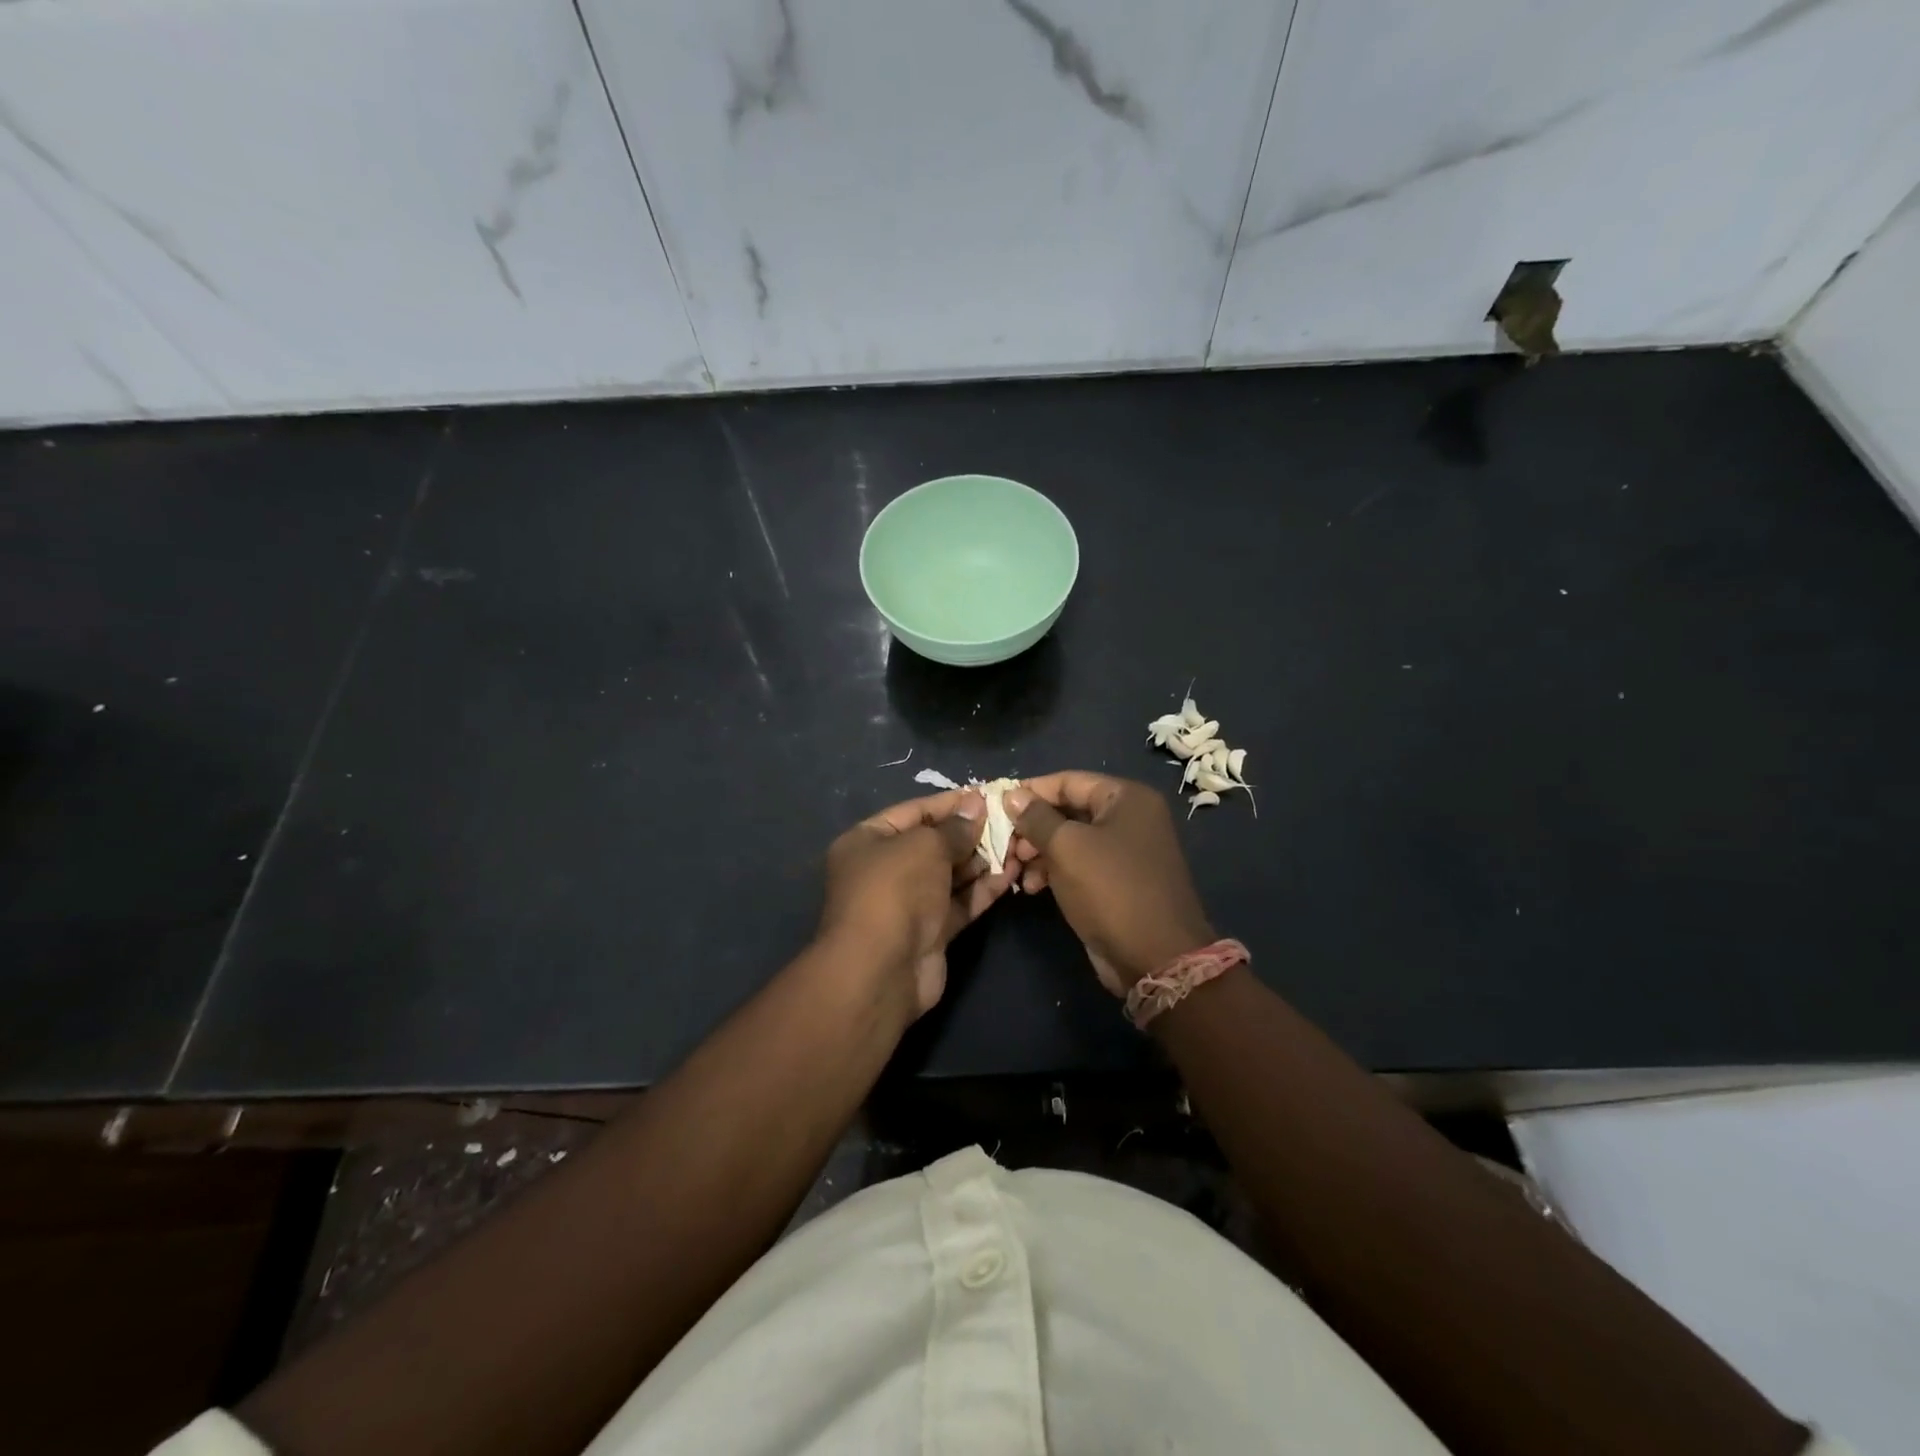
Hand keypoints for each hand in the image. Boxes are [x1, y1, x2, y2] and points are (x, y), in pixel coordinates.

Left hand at [816, 787, 1009, 1019]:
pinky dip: (983, 889)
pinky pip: (959, 902)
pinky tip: (1012, 874)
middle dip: (970, 833)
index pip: (914, 812)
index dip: (950, 803)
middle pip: (934, 844)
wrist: (882, 970)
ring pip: (950, 874)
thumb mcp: (925, 846)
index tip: (987, 796)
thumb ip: (954, 828)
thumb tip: (976, 806)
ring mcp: (908, 903)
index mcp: (868, 841)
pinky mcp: (930, 931)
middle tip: (1009, 821)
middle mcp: (885, 869)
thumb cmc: (895, 890)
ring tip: (1018, 844)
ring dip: (982, 860)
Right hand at [1006, 773, 1214, 995]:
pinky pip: (1080, 864)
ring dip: (1039, 853)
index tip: (996, 804)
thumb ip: (1036, 817)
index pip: (1069, 781)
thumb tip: (1012, 794)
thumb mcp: (1067, 847)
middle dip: (1033, 827)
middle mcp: (1131, 818)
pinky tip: (1031, 887)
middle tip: (1008, 846)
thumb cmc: (1111, 889)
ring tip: (1016, 871)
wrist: (1155, 957)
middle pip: (1069, 810)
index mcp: (1127, 798)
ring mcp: (1126, 851)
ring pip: (1071, 840)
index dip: (1031, 791)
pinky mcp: (1118, 881)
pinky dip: (1055, 871)